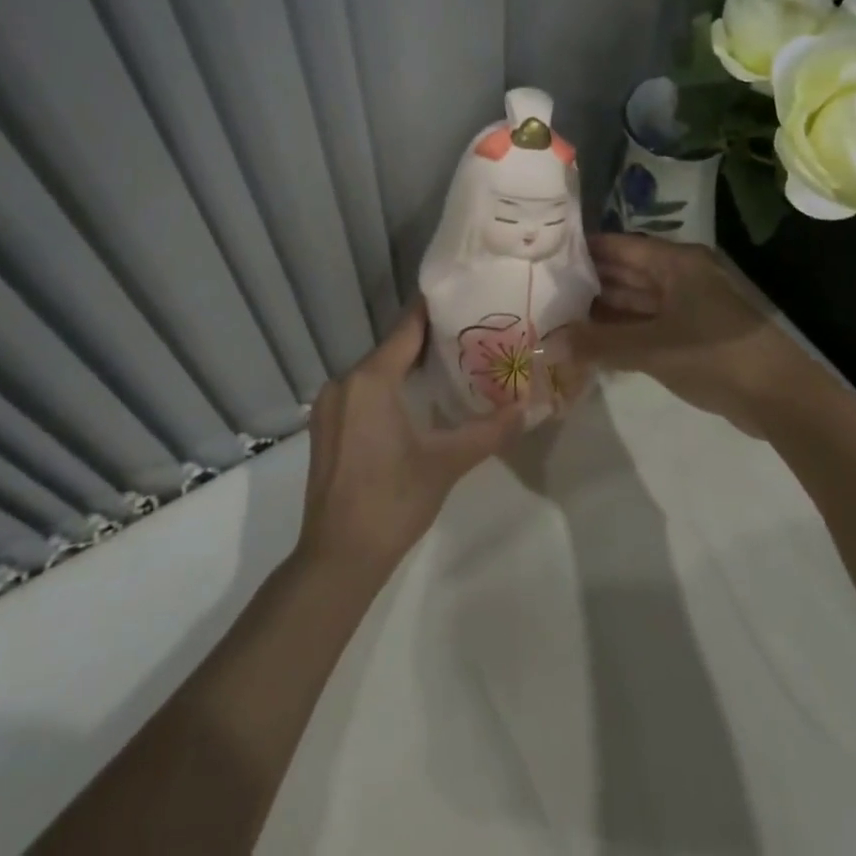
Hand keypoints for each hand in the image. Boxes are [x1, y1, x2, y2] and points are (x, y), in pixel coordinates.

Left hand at [298, 303, 526, 579]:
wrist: (337, 557)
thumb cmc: (393, 501)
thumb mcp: (446, 463)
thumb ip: (489, 431)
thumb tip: (529, 408)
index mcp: (370, 379)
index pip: (407, 329)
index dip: (434, 312)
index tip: (462, 297)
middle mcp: (344, 382)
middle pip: (391, 349)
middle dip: (427, 342)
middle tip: (468, 336)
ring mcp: (329, 405)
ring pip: (375, 372)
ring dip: (406, 367)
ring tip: (448, 365)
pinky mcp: (325, 428)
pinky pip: (361, 392)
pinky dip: (387, 388)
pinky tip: (413, 401)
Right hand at [560, 234, 811, 434]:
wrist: (780, 397)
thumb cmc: (715, 355)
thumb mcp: (652, 349)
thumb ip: (598, 345)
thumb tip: (548, 346)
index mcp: (674, 262)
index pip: (618, 246)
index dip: (582, 250)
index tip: (544, 257)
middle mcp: (679, 276)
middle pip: (624, 272)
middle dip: (587, 283)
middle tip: (544, 291)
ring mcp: (686, 306)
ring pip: (634, 301)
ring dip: (601, 311)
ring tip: (558, 317)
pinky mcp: (690, 334)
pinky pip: (646, 324)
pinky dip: (621, 331)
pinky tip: (590, 342)